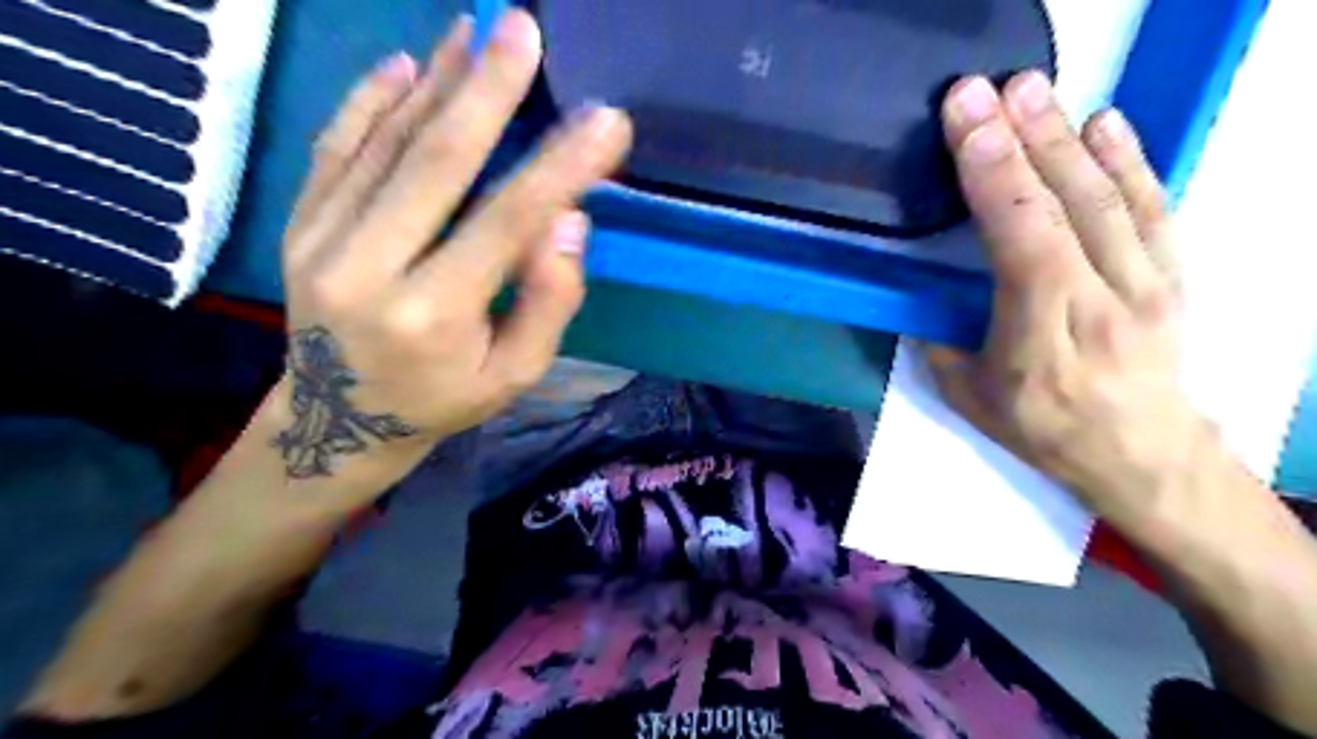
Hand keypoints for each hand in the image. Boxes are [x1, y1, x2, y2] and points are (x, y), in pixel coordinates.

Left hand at [271, 11, 630, 482]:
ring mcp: (322, 240)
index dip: (560, 166)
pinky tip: (407, 64)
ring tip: (476, 29)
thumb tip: (567, 220)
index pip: (507, 221)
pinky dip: (372, 100)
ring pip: (387, 142)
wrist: (337, 420)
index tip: (606, 121)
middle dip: (488, 90)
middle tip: (523, 27)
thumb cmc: (442, 399)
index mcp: (433, 315)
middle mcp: (369, 268)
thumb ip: (547, 302)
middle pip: (437, 161)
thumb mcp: (514, 374)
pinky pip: (337, 148)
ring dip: (437, 80)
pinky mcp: (301, 224)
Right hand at [931, 72, 1207, 526]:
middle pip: (1066, 205)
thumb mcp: (970, 398)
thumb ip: (939, 341)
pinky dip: (1128, 159)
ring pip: (1108, 196)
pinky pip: (1153, 207)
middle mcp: (1103, 298)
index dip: (993, 176)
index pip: (1022, 240)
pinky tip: (1103, 122)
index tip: (967, 120)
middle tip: (989, 88)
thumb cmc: (1043, 428)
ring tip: (1033, 90)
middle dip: (1023, 139)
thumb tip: (918, 294)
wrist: (1142, 454)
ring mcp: (1147, 281)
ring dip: (1066, 137)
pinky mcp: (1171, 273)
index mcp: (1044, 332)